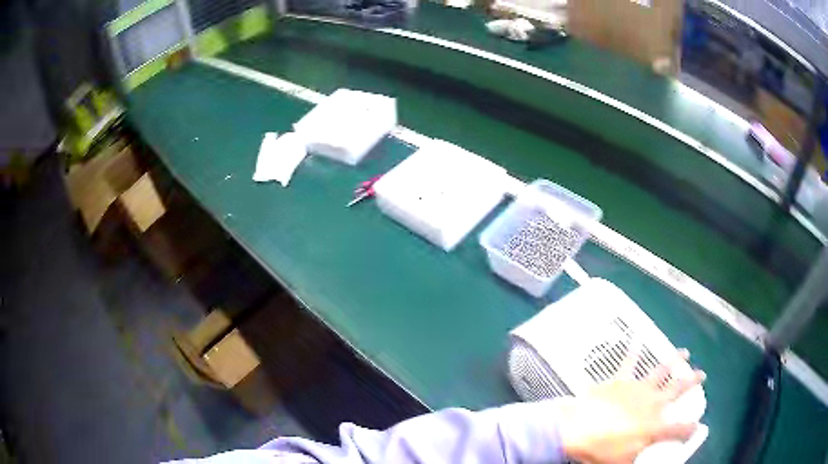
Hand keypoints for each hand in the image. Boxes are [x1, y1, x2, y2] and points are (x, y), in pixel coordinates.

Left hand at [554, 349, 705, 463]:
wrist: (577, 430)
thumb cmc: (601, 449)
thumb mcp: (623, 462)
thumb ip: (637, 457)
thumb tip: (639, 457)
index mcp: (655, 426)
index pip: (680, 429)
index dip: (690, 429)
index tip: (696, 427)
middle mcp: (652, 403)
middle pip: (679, 388)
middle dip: (692, 381)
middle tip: (701, 374)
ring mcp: (638, 388)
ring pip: (662, 370)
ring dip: (674, 360)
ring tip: (684, 353)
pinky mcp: (620, 380)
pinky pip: (629, 363)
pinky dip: (633, 351)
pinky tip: (636, 339)